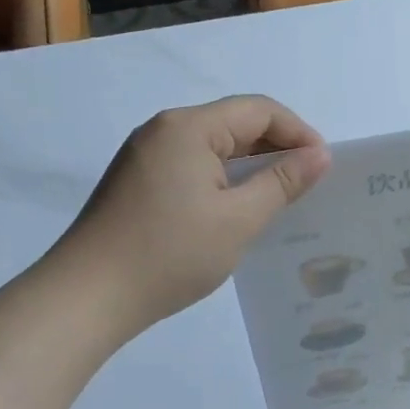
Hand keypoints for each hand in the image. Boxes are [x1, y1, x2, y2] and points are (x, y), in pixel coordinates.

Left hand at [54, 96, 330, 334]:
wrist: (86, 298)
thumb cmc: (169, 254)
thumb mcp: (238, 219)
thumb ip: (282, 182)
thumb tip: (320, 155)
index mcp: (188, 127)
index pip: (258, 110)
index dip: (298, 132)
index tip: (324, 166)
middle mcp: (164, 130)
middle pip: (234, 124)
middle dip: (275, 148)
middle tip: (307, 184)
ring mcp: (145, 155)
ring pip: (213, 147)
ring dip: (249, 166)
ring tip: (279, 198)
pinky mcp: (135, 181)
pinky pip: (191, 166)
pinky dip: (222, 179)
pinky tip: (236, 209)